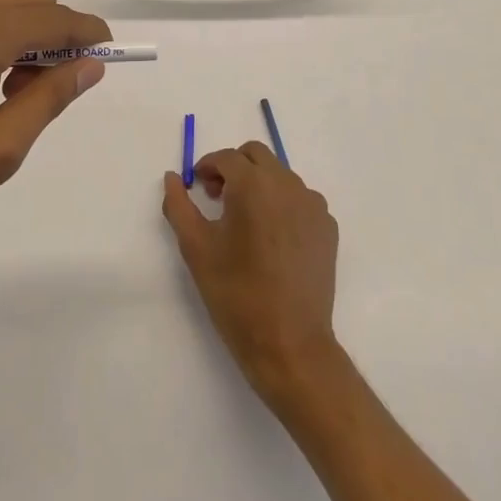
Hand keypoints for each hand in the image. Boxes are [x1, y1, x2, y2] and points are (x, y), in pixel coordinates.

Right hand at [162, 142, 340, 397]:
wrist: (290, 344)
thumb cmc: (237, 294)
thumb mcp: (196, 249)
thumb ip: (178, 205)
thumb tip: (173, 177)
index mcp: (253, 184)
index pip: (227, 157)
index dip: (207, 167)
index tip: (198, 187)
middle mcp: (287, 184)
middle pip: (257, 156)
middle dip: (234, 168)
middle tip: (219, 198)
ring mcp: (312, 204)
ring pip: (280, 175)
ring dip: (259, 185)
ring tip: (246, 222)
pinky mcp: (328, 226)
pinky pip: (301, 200)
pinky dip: (283, 205)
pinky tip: (273, 239)